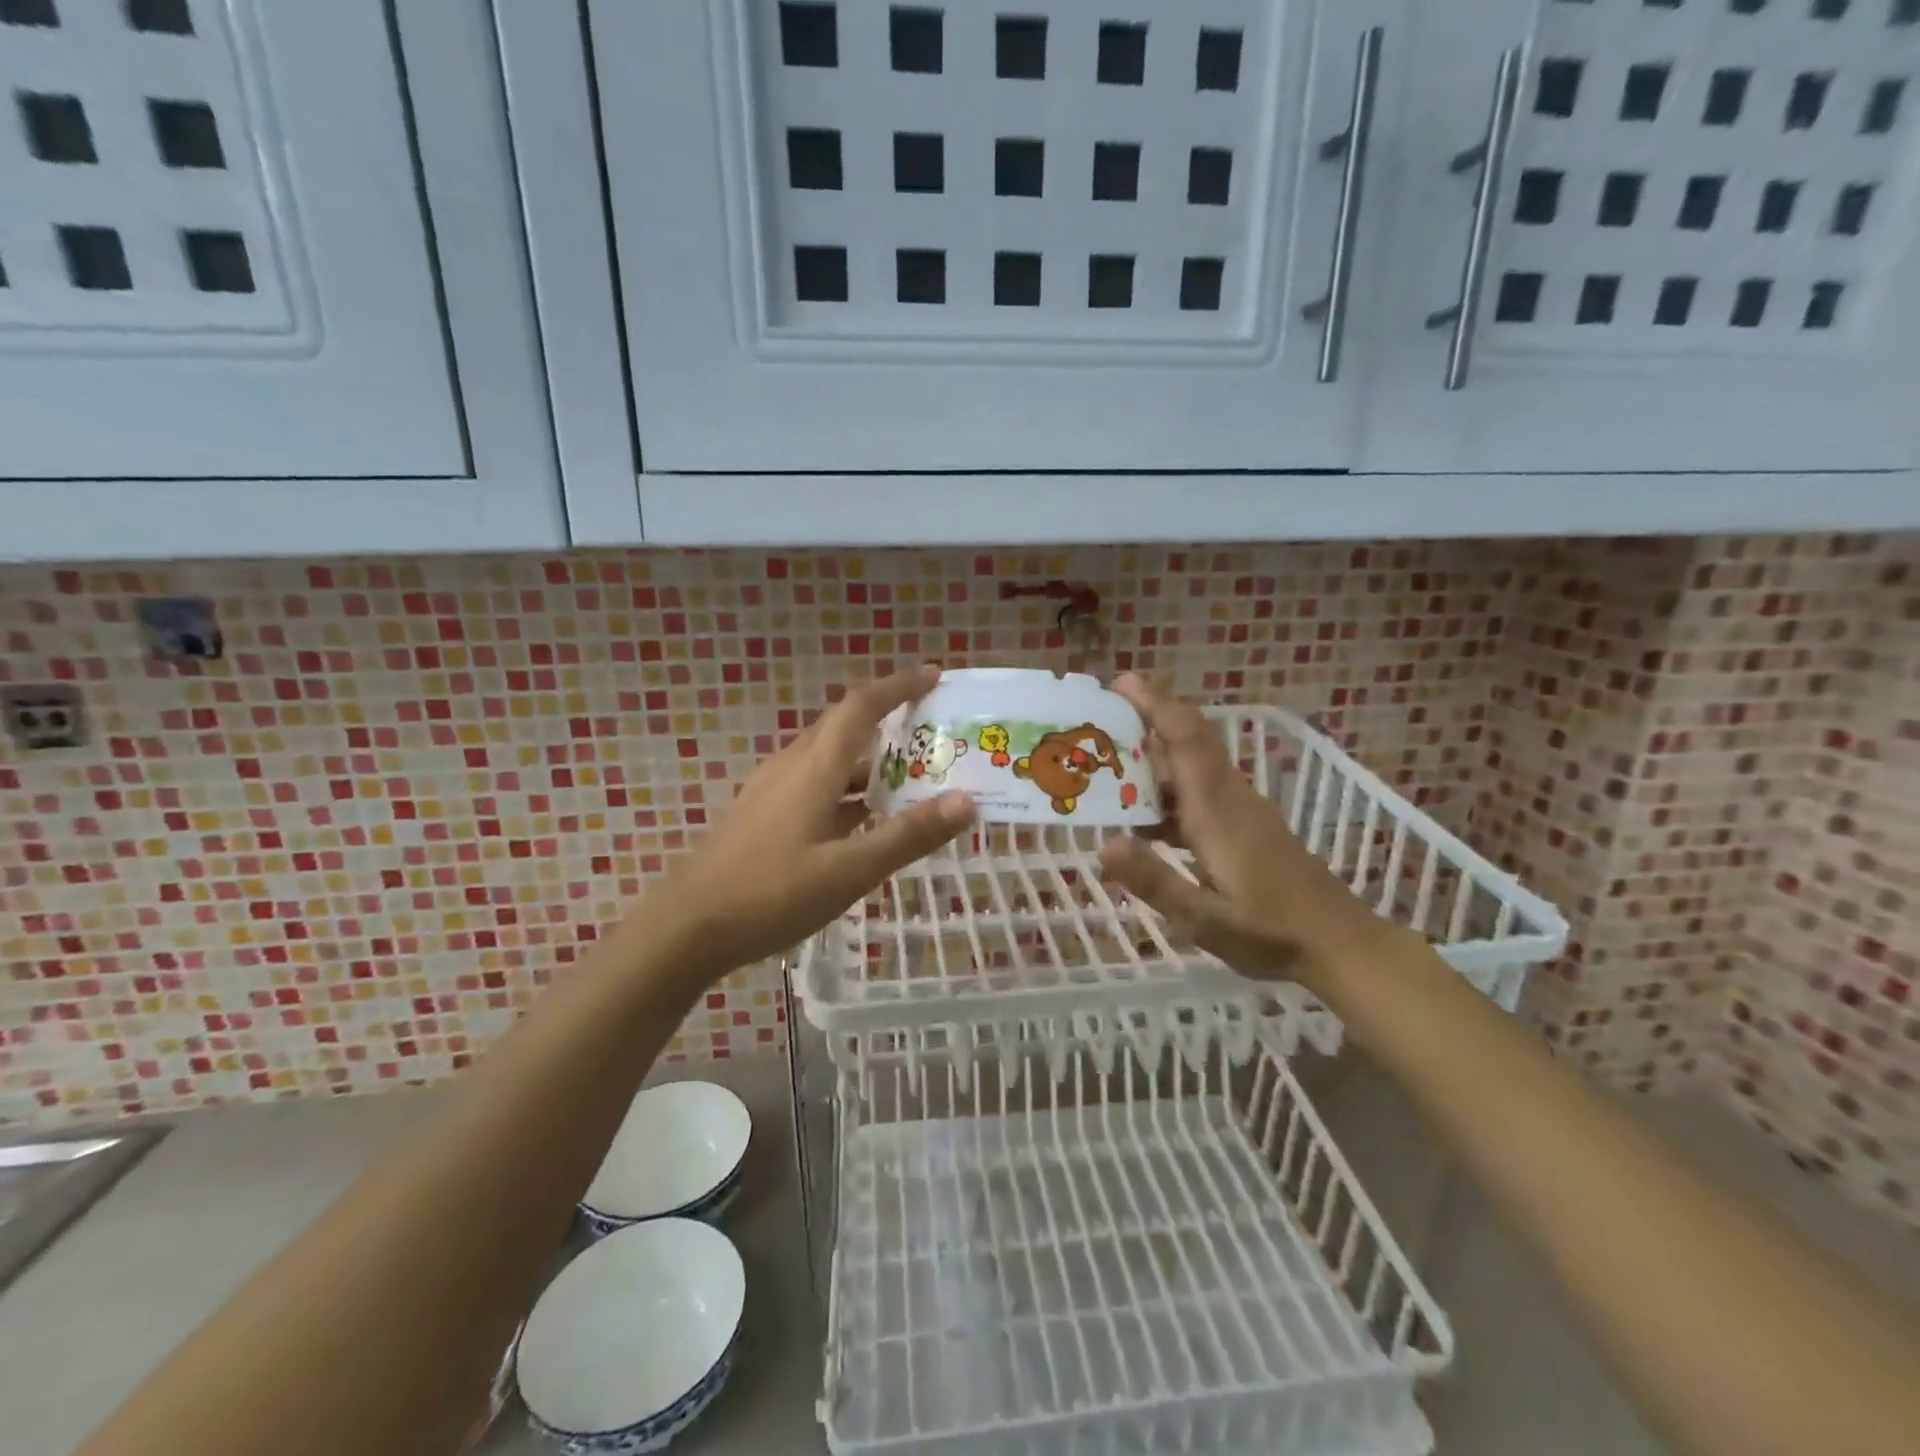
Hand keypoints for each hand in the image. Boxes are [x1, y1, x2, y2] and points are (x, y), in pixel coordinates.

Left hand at [659, 665, 975, 980]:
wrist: (686, 928)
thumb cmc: (771, 894)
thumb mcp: (850, 870)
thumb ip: (909, 835)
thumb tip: (967, 801)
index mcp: (814, 768)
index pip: (860, 707)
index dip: (898, 686)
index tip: (934, 676)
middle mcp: (791, 767)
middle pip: (843, 727)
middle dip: (888, 721)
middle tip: (931, 733)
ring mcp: (771, 791)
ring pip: (828, 760)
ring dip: (869, 762)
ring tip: (910, 780)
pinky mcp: (761, 816)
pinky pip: (814, 786)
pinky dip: (847, 790)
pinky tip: (862, 823)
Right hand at [1096, 675, 1397, 991]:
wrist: (1340, 944)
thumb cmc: (1272, 933)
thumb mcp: (1204, 919)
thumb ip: (1154, 881)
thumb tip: (1103, 844)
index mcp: (1216, 810)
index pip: (1185, 739)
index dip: (1155, 704)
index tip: (1121, 681)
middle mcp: (1229, 797)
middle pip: (1189, 740)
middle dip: (1147, 718)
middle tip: (1097, 720)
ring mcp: (1241, 810)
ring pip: (1194, 764)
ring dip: (1155, 755)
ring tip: (1107, 765)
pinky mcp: (1246, 825)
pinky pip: (1201, 789)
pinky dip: (1169, 787)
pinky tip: (1144, 818)